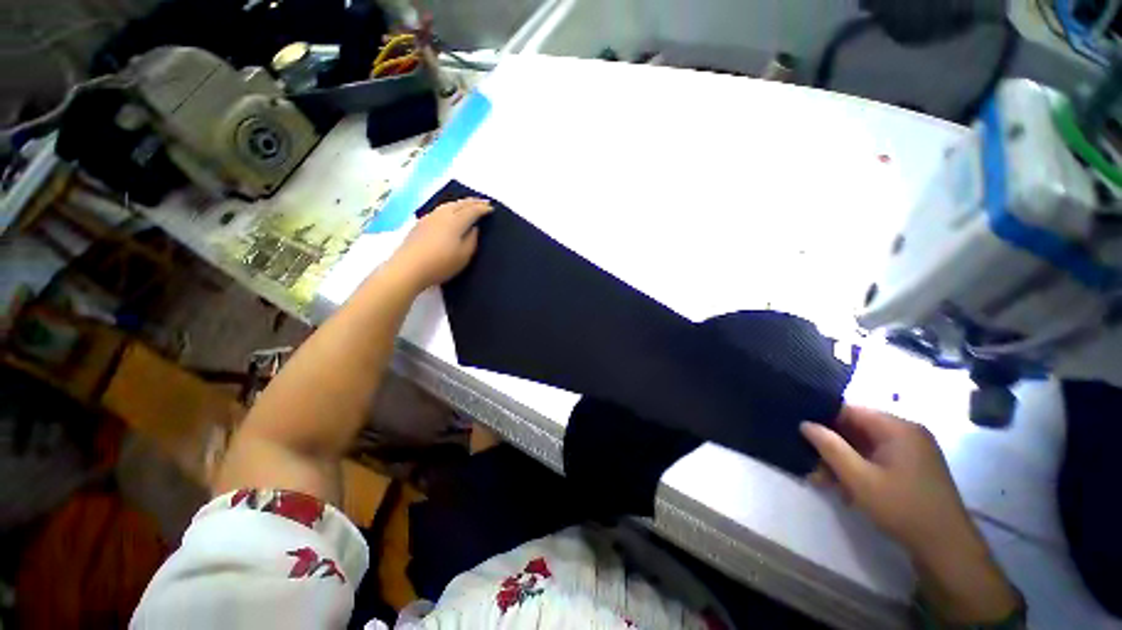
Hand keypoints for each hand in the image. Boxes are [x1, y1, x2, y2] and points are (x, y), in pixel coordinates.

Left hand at [387, 198, 492, 291]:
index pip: (472, 211)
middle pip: (460, 204)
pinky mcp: (421, 223)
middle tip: (484, 202)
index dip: (483, 209)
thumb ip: (472, 240)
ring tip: (468, 204)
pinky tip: (450, 212)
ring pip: (448, 205)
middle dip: (473, 202)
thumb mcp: (464, 256)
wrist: (408, 268)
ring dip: (461, 203)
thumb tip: (474, 228)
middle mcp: (443, 215)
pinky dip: (450, 207)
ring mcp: (430, 217)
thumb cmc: (441, 264)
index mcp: (455, 221)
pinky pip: (440, 209)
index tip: (492, 209)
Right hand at [801, 407, 1019, 623]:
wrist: (946, 547)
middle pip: (856, 428)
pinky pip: (877, 457)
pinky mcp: (913, 466)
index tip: (800, 431)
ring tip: (822, 480)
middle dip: (831, 445)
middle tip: (810, 463)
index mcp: (897, 427)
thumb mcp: (859, 479)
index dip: (822, 418)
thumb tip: (805, 423)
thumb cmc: (902, 508)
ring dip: (842, 460)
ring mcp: (912, 450)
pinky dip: (858, 468)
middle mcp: (906, 432)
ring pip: (864, 445)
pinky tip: (845, 489)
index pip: (849, 410)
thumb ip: (830, 447)